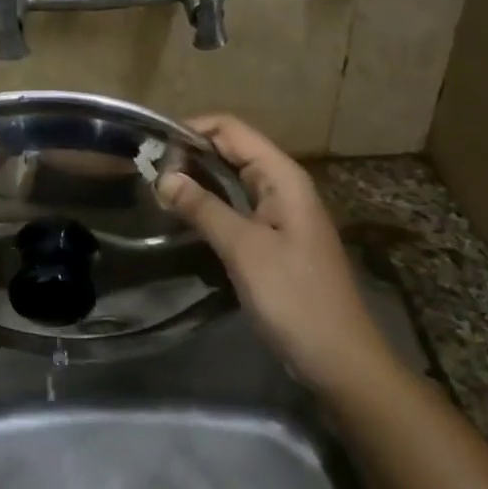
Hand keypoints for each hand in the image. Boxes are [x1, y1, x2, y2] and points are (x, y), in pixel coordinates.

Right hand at [157, 115, 394, 396]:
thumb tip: (163, 176)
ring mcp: (281, 212)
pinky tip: (186, 212)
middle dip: (192, 151)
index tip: (153, 144)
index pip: (232, 129)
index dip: (193, 128)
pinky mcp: (275, 238)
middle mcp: (283, 185)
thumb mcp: (244, 249)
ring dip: (199, 176)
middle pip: (233, 149)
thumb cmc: (295, 297)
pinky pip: (238, 204)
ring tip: (158, 185)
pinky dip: (211, 201)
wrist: (340, 359)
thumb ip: (203, 208)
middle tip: (148, 167)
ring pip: (234, 177)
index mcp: (283, 177)